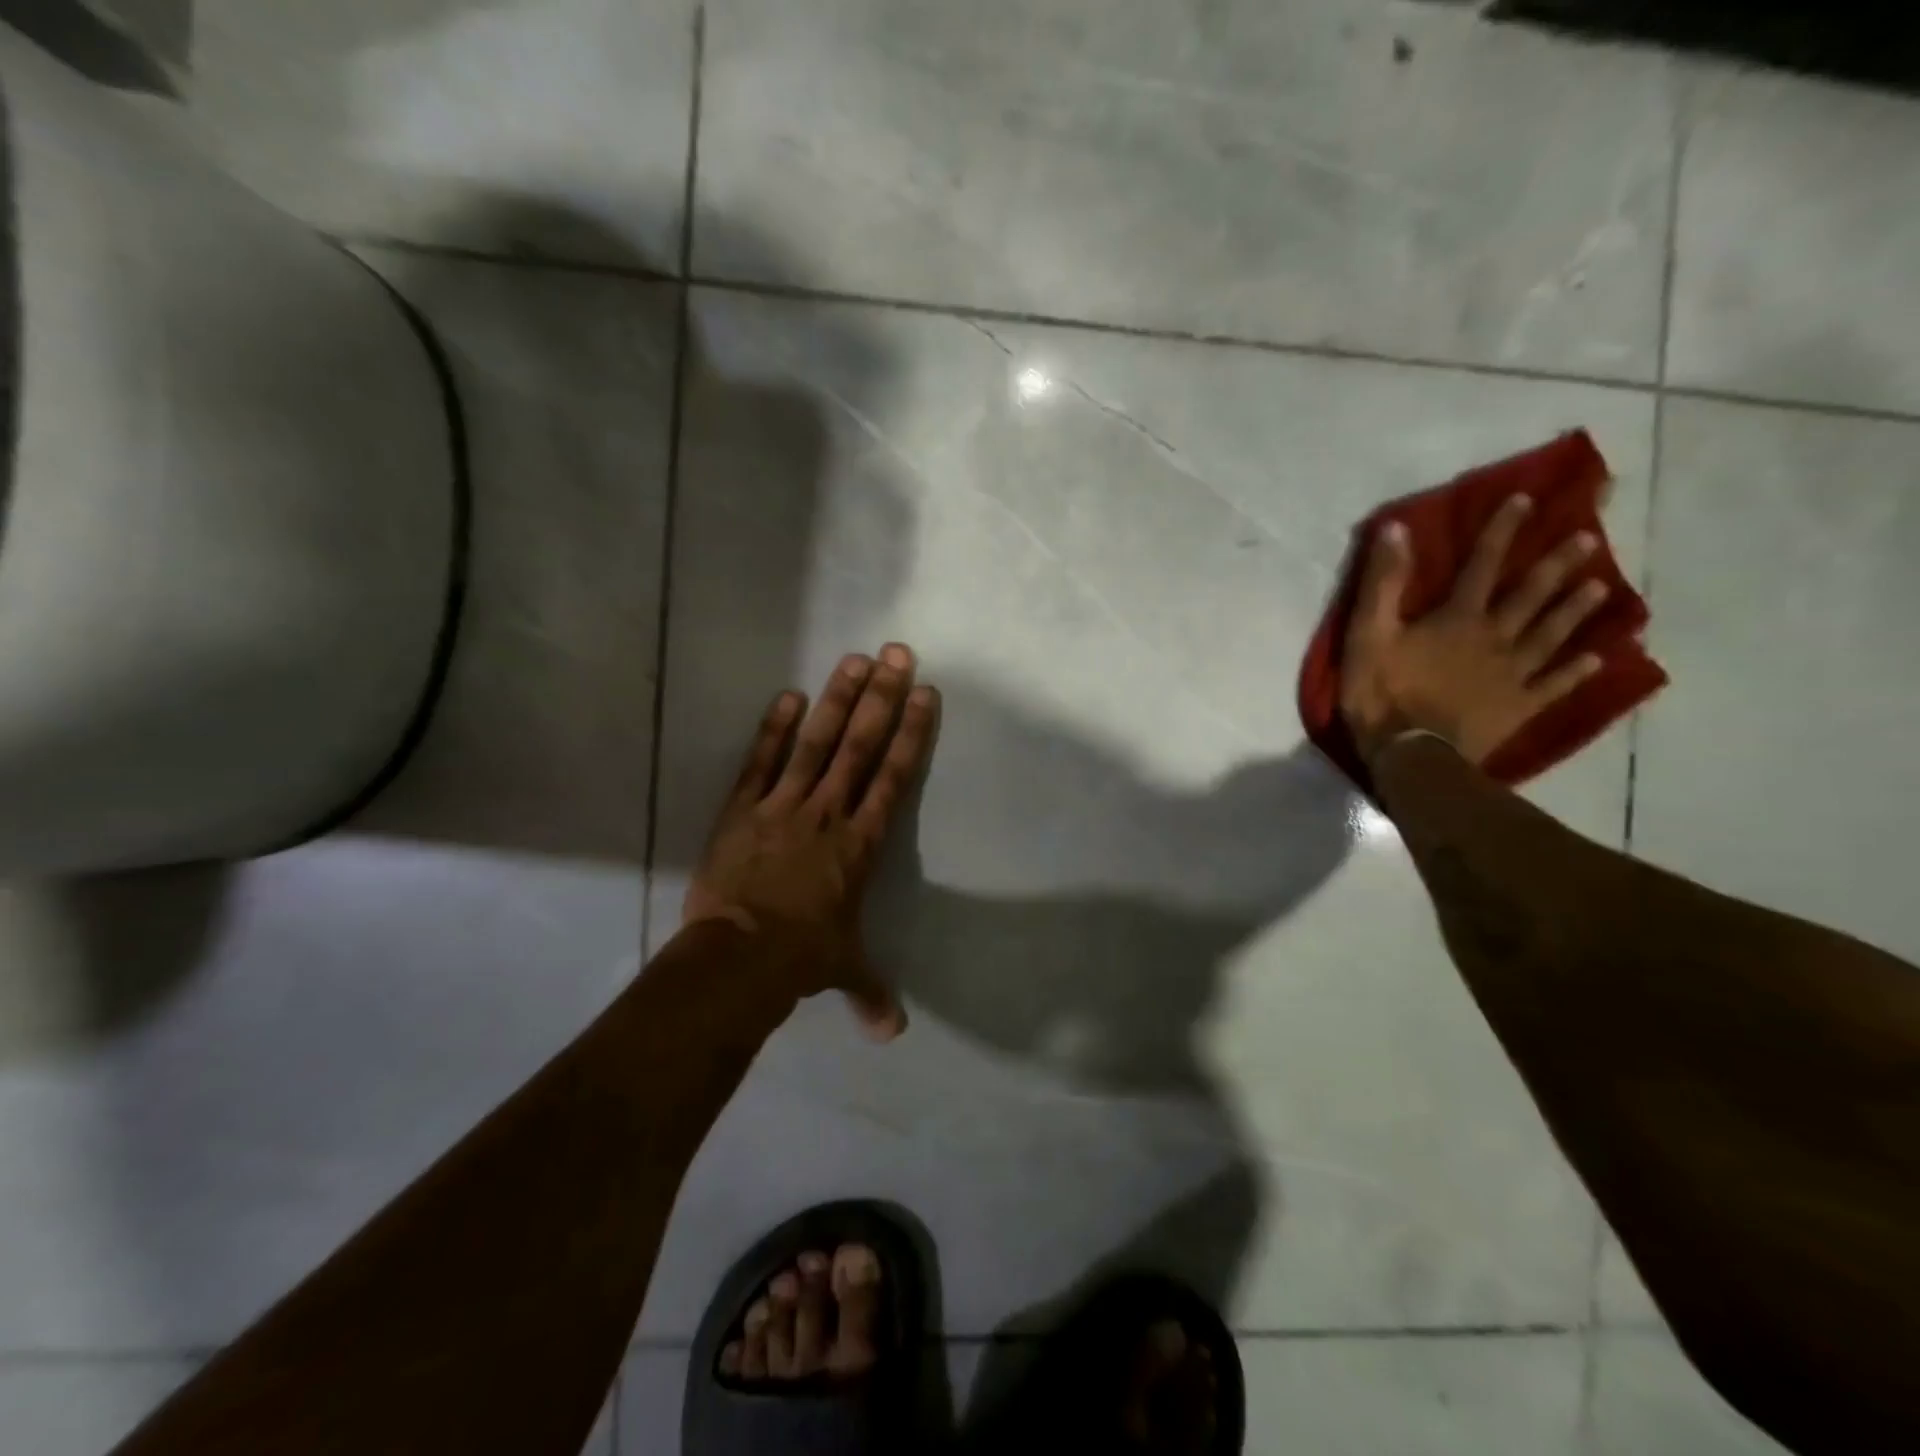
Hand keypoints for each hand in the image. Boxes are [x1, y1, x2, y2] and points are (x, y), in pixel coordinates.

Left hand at [685, 643, 939, 1040]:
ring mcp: (783, 807)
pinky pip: (761, 763)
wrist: (738, 958)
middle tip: (895, 653)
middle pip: (860, 746)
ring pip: (816, 744)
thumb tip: (893, 1035)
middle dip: (881, 698)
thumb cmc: (799, 959)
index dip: (910, 734)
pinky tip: (787, 696)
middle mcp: (828, 814)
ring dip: (836, 700)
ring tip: (852, 660)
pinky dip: (773, 730)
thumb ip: (869, 992)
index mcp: (860, 844)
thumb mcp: (841, 971)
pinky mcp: (743, 810)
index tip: (923, 694)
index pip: (893, 777)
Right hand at [1339, 493, 1609, 766]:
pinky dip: (1576, 671)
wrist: (1411, 753)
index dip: (1502, 532)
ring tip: (1599, 586)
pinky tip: (1597, 658)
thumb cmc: (1382, 692)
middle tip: (1589, 538)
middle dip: (1557, 564)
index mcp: (1457, 619)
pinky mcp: (1519, 706)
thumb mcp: (1368, 634)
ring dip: (1574, 608)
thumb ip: (1382, 583)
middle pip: (1530, 596)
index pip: (1482, 565)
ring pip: (1550, 634)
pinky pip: (1554, 685)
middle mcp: (1495, 637)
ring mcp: (1513, 674)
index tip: (1526, 500)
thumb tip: (1396, 529)